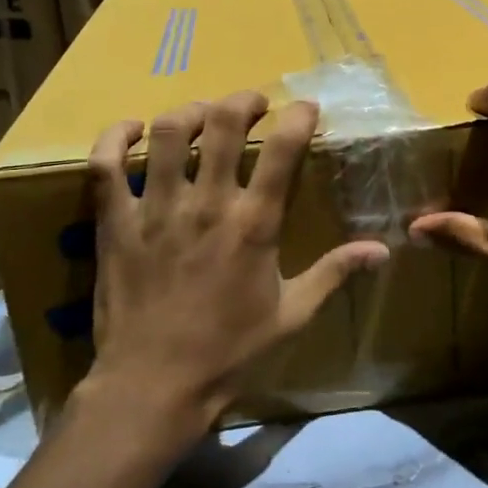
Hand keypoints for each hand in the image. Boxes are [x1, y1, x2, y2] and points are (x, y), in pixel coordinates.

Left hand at [75, 91, 389, 446]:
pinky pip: (105, 166)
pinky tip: (133, 129)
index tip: (305, 108)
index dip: (299, 117)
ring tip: (203, 116)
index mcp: (253, 225)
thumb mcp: (293, 316)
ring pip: (170, 134)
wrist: (153, 387)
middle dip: (242, 101)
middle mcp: (206, 205)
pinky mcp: (115, 223)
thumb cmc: (229, 353)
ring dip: (190, 112)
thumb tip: (382, 250)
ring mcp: (156, 209)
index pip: (284, 150)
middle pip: (223, 124)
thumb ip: (335, 273)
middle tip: (253, 105)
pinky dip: (114, 137)